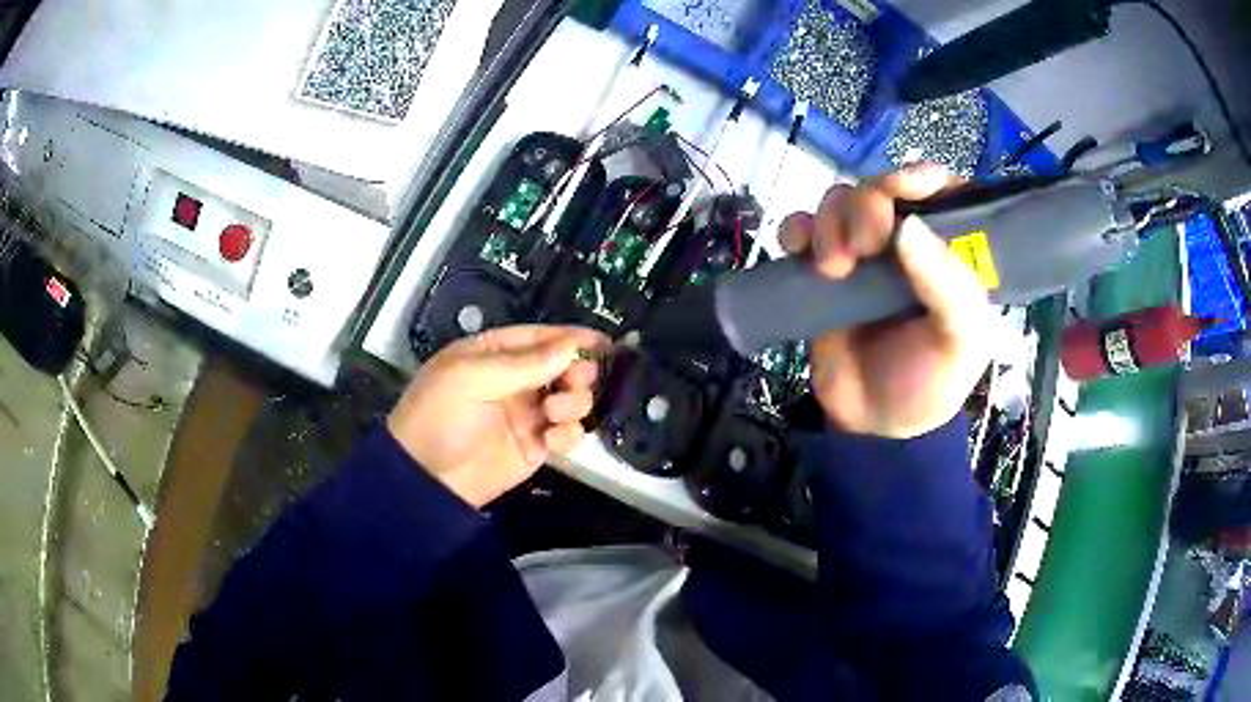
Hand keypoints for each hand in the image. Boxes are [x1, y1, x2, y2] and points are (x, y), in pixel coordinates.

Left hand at [387, 325, 608, 506]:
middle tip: (578, 380)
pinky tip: (553, 438)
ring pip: (570, 399)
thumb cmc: (439, 415)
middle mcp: (513, 381)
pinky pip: (565, 433)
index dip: (569, 337)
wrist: (426, 478)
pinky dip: (569, 433)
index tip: (602, 341)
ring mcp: (526, 415)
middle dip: (576, 371)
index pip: (538, 338)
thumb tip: (572, 345)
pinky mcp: (535, 447)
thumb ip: (524, 363)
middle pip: (561, 367)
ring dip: (574, 401)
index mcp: (493, 355)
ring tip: (555, 411)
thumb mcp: (471, 378)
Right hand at [779, 165, 993, 438]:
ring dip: (831, 222)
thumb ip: (950, 287)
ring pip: (839, 201)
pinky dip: (796, 229)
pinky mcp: (821, 268)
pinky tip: (797, 251)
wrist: (873, 424)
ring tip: (833, 268)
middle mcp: (907, 242)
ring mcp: (862, 252)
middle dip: (868, 205)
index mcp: (950, 251)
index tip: (902, 189)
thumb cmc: (929, 383)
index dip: (922, 177)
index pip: (943, 189)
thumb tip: (907, 227)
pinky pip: (801, 227)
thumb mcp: (961, 342)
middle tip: (866, 246)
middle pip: (881, 188)